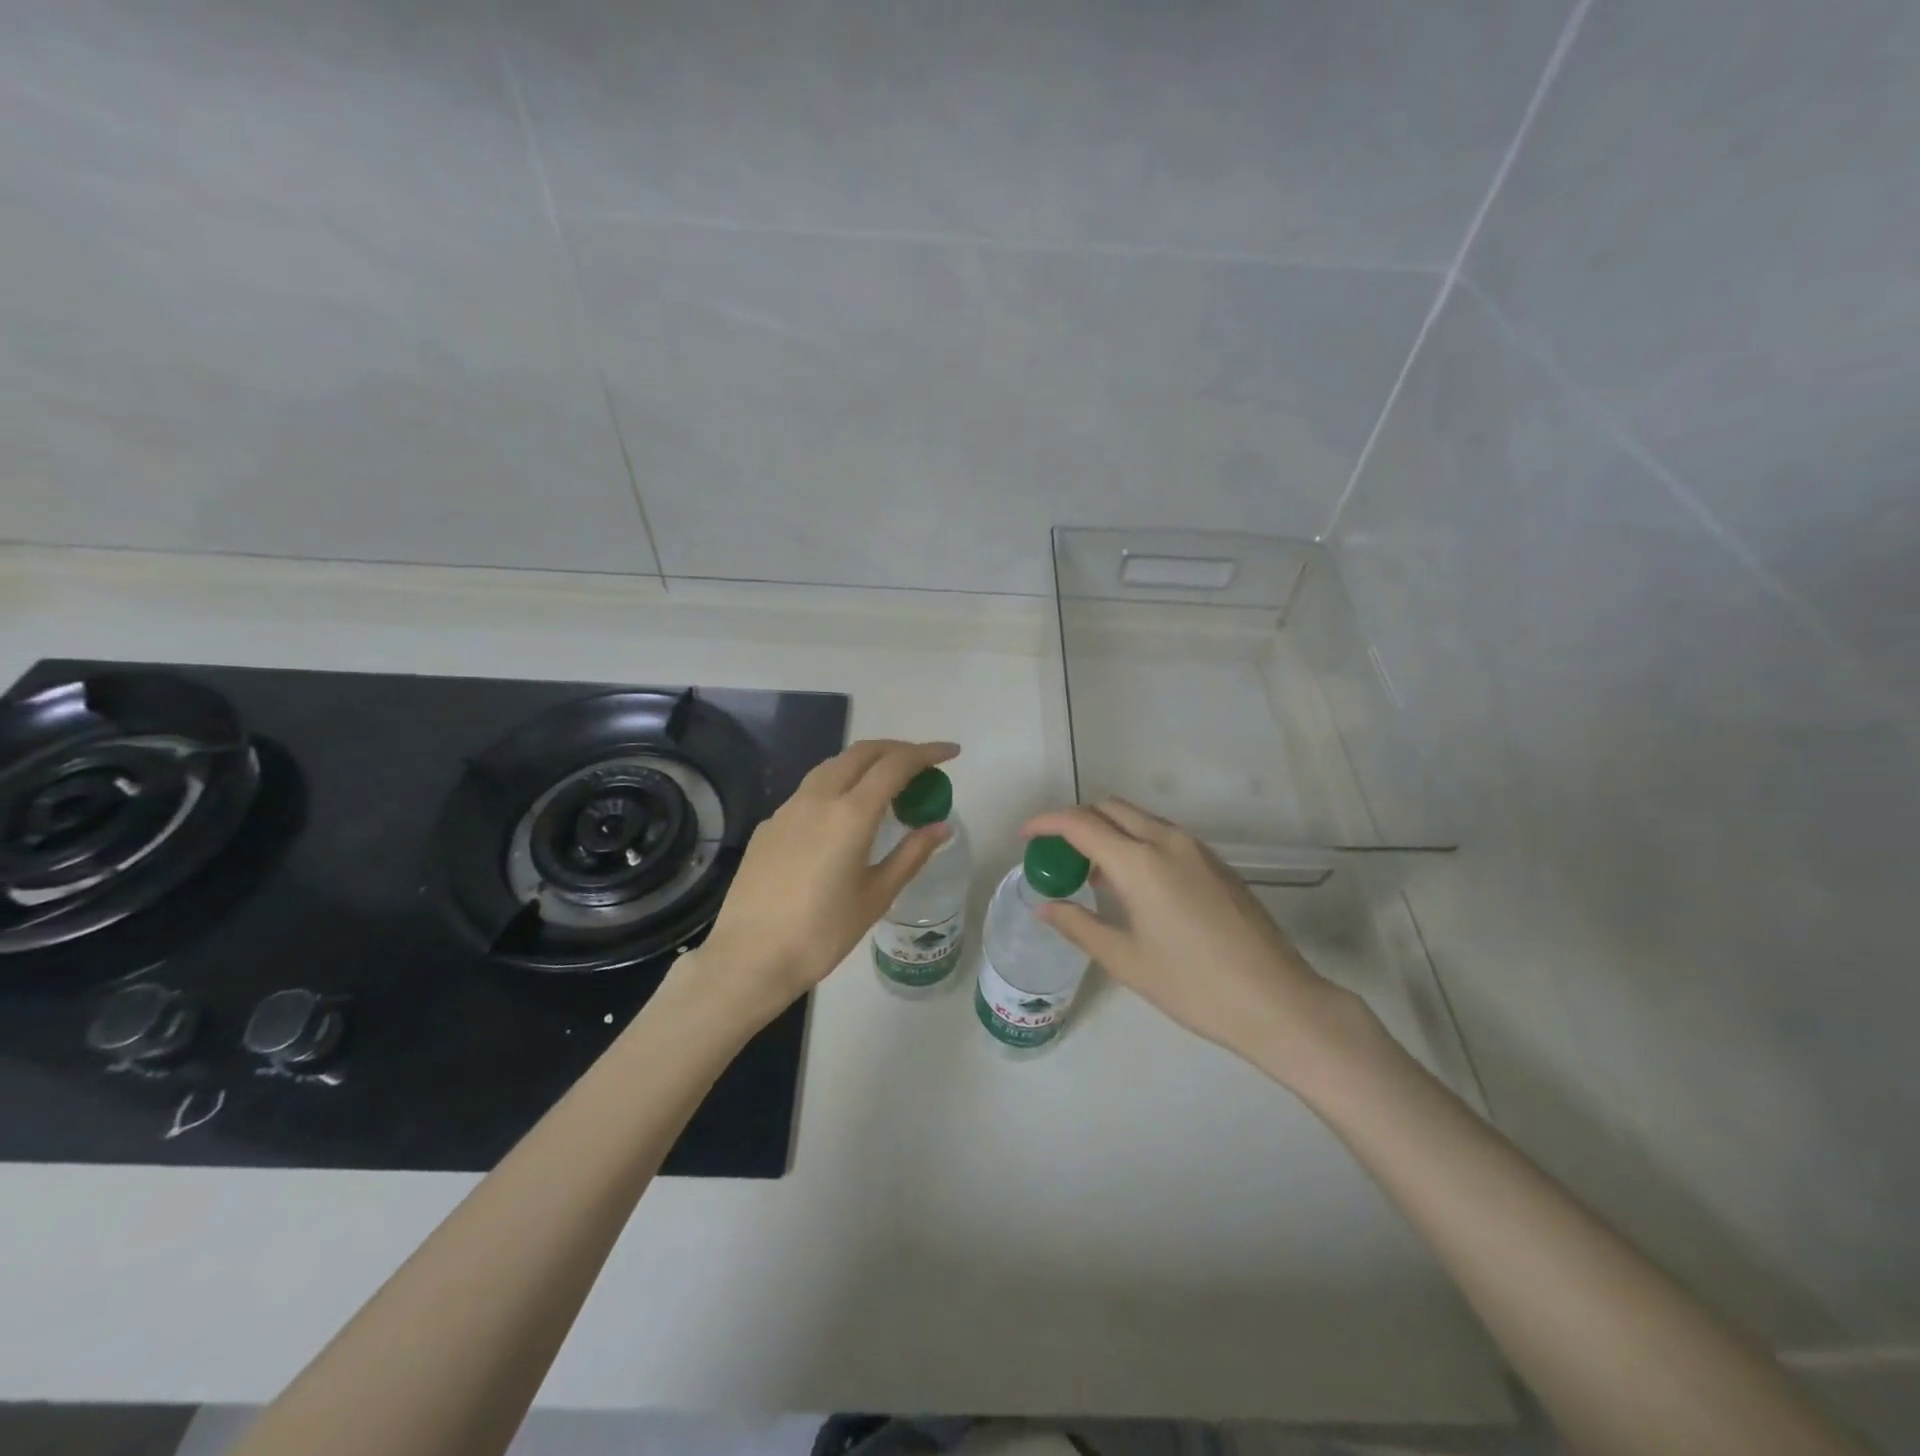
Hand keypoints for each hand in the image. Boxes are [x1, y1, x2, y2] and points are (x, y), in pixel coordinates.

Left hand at [687, 739, 958, 1025]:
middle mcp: (818, 798)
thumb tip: (941, 826)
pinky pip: (810, 790)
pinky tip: (842, 816)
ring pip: (832, 766)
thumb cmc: (822, 933)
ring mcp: (788, 808)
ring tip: (885, 784)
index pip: (896, 765)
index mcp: (851, 814)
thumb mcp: (876, 896)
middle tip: (921, 763)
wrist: (749, 957)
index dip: (927, 753)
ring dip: (864, 763)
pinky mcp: (769, 825)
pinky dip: (838, 786)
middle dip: (896, 749)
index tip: (951, 752)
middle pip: (862, 753)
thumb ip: (911, 854)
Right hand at [1023, 799, 1369, 1084]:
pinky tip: (1133, 885)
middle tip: (1057, 854)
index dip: (1046, 823)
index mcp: (1140, 862)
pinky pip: (1163, 835)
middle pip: (1110, 808)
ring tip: (1091, 873)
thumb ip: (1079, 925)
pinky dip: (1135, 842)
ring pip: (1139, 818)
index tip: (1025, 837)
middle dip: (1076, 821)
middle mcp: (1168, 841)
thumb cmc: (1194, 986)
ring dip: (1108, 830)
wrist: (1277, 1001)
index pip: (1080, 823)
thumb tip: (1046, 906)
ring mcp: (1197, 849)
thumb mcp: (1126, 960)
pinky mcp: (1216, 863)